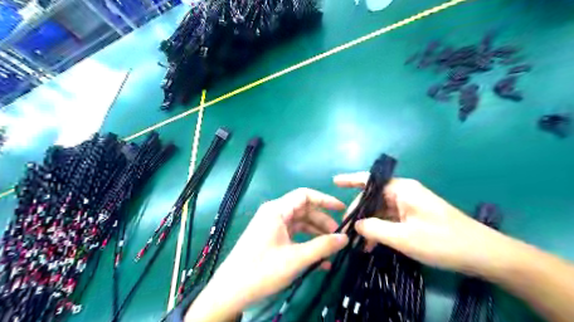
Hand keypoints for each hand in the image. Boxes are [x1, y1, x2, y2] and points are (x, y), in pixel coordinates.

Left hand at [188, 187, 349, 320]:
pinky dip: (306, 244)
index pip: (305, 195)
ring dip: (316, 235)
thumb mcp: (296, 258)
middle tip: (339, 237)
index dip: (325, 200)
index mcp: (277, 210)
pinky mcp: (271, 238)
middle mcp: (274, 213)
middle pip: (304, 210)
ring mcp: (272, 226)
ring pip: (300, 224)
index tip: (342, 210)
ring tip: (332, 249)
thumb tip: (345, 238)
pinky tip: (320, 260)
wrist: (231, 290)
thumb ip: (322, 246)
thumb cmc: (263, 270)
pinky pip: (293, 235)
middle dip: (323, 222)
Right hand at [332, 174, 504, 276]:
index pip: (370, 181)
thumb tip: (355, 225)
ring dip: (369, 225)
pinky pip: (390, 220)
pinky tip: (372, 245)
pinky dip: (380, 230)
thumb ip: (375, 229)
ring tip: (357, 243)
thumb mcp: (404, 238)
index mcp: (402, 190)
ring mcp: (410, 205)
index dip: (351, 180)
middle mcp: (404, 193)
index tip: (334, 182)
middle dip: (358, 213)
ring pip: (381, 211)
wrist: (484, 255)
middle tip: (345, 230)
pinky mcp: (414, 217)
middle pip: (373, 198)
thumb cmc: (443, 242)